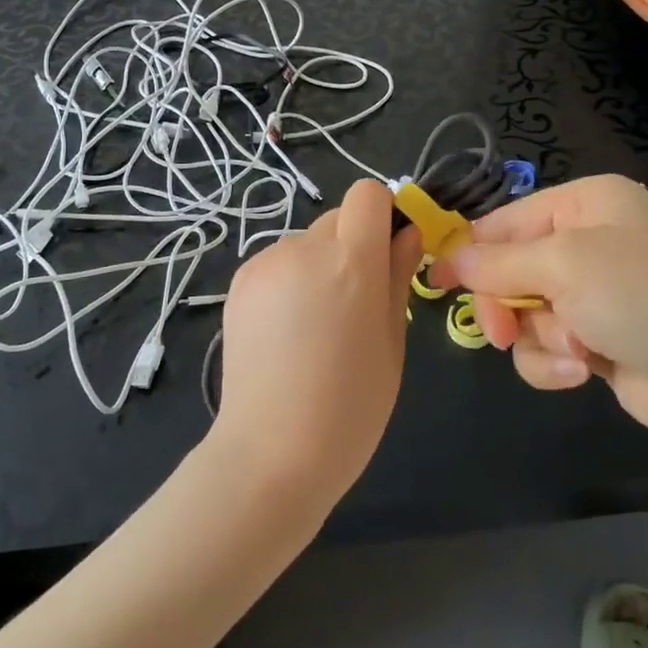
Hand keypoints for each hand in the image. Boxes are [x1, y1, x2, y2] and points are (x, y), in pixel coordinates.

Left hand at [212, 180, 420, 507]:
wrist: (270, 454)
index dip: (382, 215)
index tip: (388, 252)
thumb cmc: (350, 408)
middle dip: (353, 246)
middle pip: (338, 218)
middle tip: (355, 303)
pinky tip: (285, 333)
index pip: (368, 193)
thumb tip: (408, 234)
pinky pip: (277, 264)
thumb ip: (398, 277)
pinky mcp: (239, 282)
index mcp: (352, 261)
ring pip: (306, 243)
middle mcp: (305, 248)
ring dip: (319, 266)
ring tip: (315, 327)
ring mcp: (266, 263)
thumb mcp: (392, 342)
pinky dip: (289, 283)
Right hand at [430, 175, 647, 456]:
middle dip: (505, 302)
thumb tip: (446, 257)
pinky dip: (556, 362)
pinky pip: (550, 347)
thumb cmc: (646, 297)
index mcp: (586, 204)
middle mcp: (590, 243)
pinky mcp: (603, 343)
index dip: (467, 250)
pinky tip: (583, 372)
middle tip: (499, 330)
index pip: (504, 221)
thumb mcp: (564, 264)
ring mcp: (598, 296)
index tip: (433, 282)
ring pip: (526, 313)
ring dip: (539, 336)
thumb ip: (496, 262)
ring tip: (572, 351)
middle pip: (510, 269)